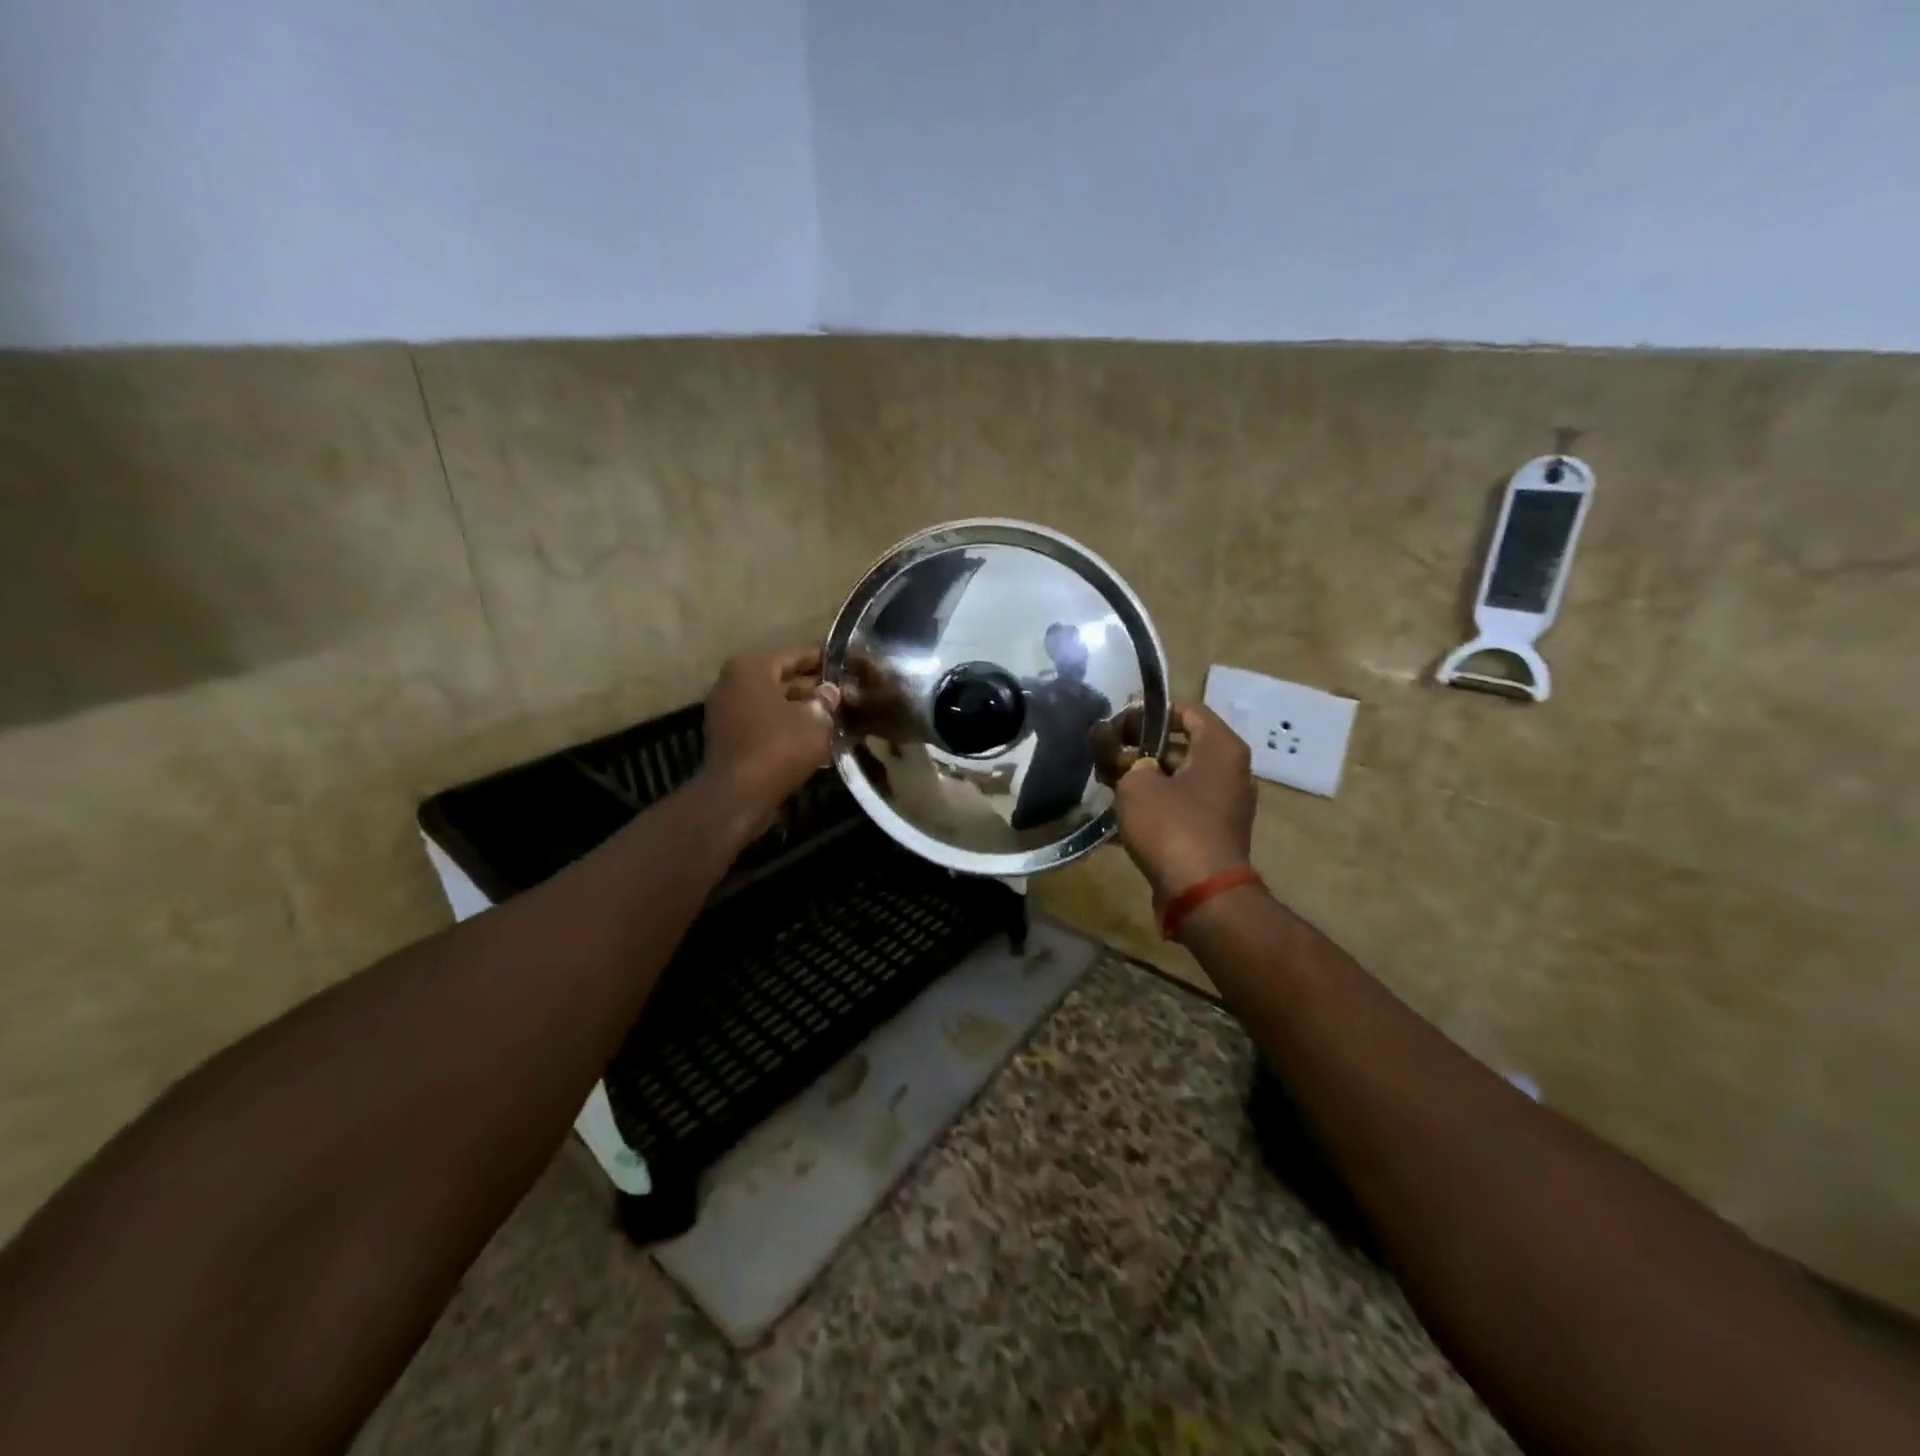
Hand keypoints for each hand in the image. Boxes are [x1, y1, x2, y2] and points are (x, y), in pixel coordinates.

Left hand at [700, 646, 840, 831]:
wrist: (738, 795)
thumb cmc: (779, 746)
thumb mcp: (816, 720)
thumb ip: (826, 700)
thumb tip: (830, 691)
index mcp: (751, 667)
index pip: (797, 654)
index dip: (825, 660)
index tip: (848, 664)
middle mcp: (733, 682)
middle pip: (782, 679)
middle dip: (813, 689)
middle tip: (845, 695)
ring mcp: (726, 710)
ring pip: (773, 703)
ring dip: (800, 711)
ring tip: (834, 719)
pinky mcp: (727, 737)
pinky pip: (762, 723)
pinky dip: (784, 728)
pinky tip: (812, 740)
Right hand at [1112, 703, 1255, 907]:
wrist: (1201, 894)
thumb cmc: (1172, 827)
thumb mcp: (1136, 783)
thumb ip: (1127, 761)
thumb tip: (1129, 761)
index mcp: (1222, 748)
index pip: (1186, 710)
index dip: (1149, 714)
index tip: (1118, 727)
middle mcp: (1232, 771)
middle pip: (1183, 745)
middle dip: (1143, 749)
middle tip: (1109, 756)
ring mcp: (1226, 804)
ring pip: (1180, 778)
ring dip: (1147, 778)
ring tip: (1110, 784)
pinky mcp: (1215, 832)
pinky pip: (1183, 806)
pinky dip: (1157, 805)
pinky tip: (1124, 814)